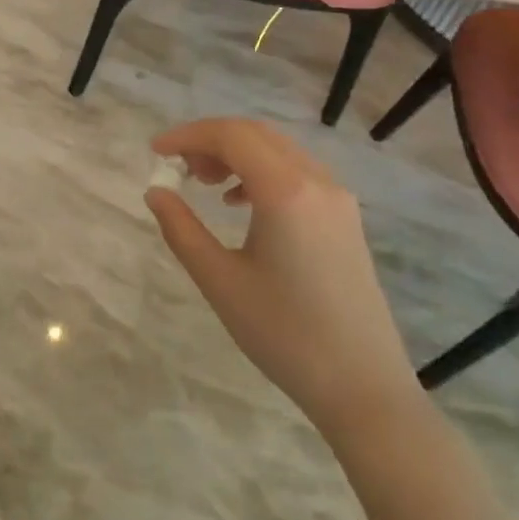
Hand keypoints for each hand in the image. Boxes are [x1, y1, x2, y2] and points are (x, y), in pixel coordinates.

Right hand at [145, 118, 421, 439]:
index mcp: (286, 192)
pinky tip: (239, 202)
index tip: (156, 153)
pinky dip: (261, 171)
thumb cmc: (284, 334)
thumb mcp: (220, 281)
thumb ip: (181, 229)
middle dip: (210, 140)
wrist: (363, 386)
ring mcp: (337, 198)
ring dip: (236, 153)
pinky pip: (297, 172)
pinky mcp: (345, 217)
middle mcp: (317, 181)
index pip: (231, 136)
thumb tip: (156, 192)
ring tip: (203, 183)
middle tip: (177, 167)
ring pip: (278, 149)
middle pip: (256, 133)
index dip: (188, 136)